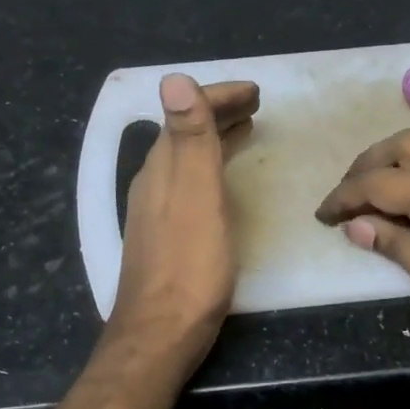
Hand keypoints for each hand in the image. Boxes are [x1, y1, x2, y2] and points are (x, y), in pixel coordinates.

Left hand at [108, 74, 258, 372]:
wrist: (161, 331)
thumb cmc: (189, 265)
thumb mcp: (196, 196)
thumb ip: (189, 139)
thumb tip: (174, 78)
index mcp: (162, 167)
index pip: (186, 113)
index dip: (218, 95)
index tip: (255, 91)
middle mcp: (154, 181)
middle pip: (185, 132)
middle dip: (218, 111)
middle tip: (255, 103)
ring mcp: (157, 209)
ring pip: (187, 158)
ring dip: (215, 137)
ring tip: (246, 129)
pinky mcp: (166, 233)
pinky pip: (190, 182)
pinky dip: (211, 166)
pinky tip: (223, 180)